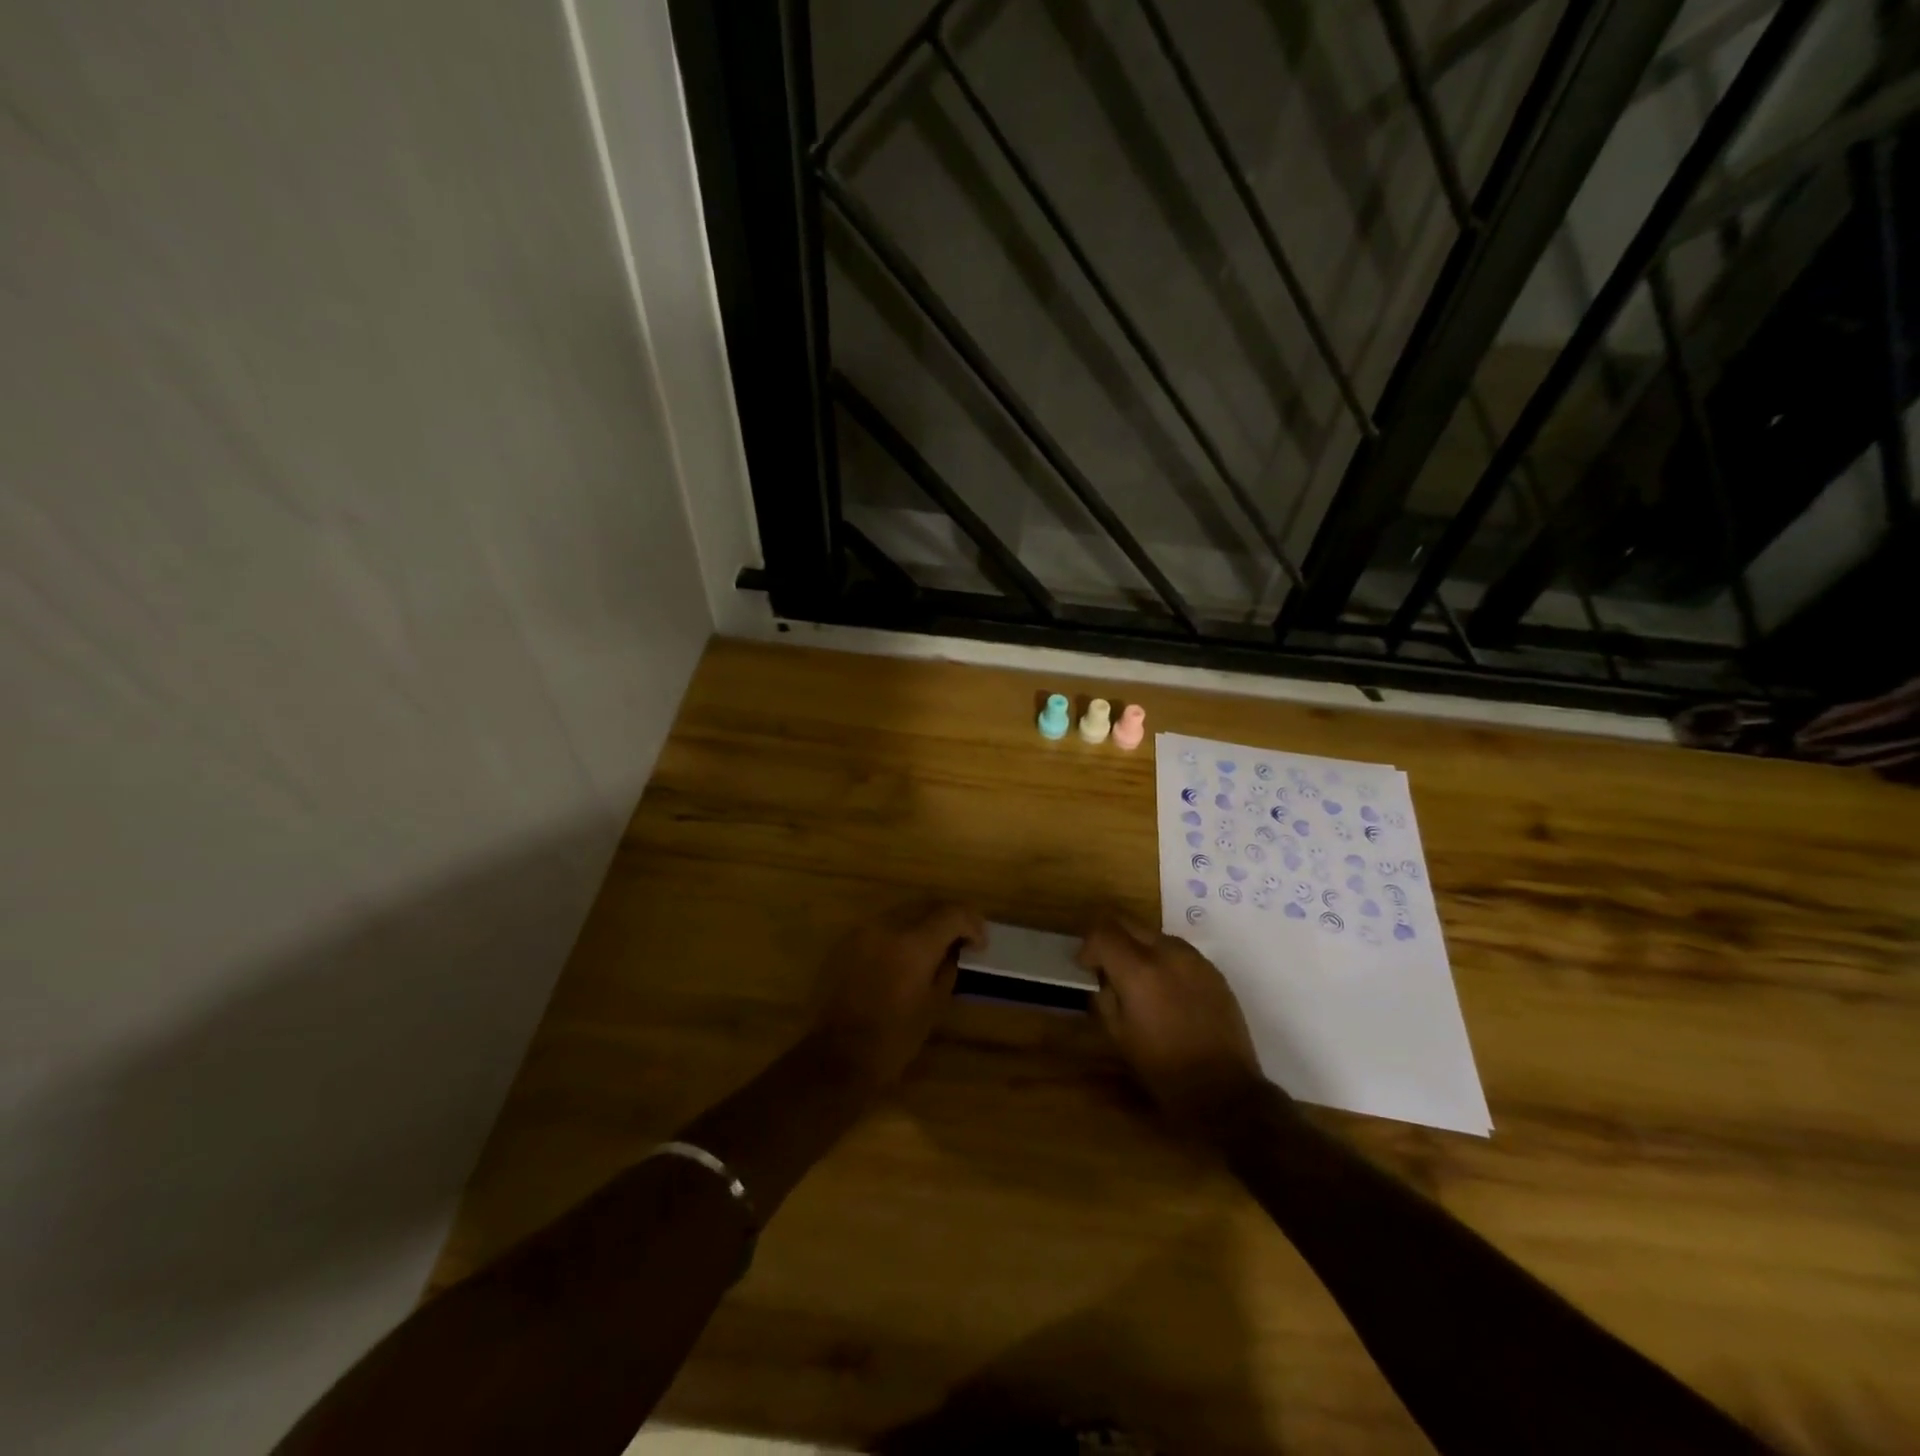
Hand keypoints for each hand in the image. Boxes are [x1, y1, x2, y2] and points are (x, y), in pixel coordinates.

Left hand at [810, 902, 985, 1088]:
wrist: (837, 1057)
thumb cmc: (893, 1039)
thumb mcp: (934, 1006)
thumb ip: (947, 968)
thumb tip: (953, 950)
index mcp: (913, 944)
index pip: (951, 913)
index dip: (972, 924)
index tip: (979, 944)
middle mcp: (886, 927)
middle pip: (926, 905)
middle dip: (948, 918)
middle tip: (961, 939)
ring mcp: (861, 931)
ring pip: (901, 912)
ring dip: (921, 923)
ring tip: (932, 946)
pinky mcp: (844, 942)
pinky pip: (879, 927)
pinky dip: (897, 933)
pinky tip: (901, 956)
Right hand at [1078, 916, 1267, 1127]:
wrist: (1223, 1089)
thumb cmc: (1163, 1068)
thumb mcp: (1118, 1036)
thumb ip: (1104, 998)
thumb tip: (1103, 980)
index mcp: (1138, 970)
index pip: (1103, 933)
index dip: (1088, 946)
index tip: (1086, 967)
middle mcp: (1167, 953)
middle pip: (1128, 923)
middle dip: (1111, 939)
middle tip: (1107, 966)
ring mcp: (1194, 959)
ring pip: (1155, 935)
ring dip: (1139, 948)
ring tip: (1140, 980)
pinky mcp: (1213, 970)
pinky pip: (1179, 952)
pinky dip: (1164, 961)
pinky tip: (1167, 991)